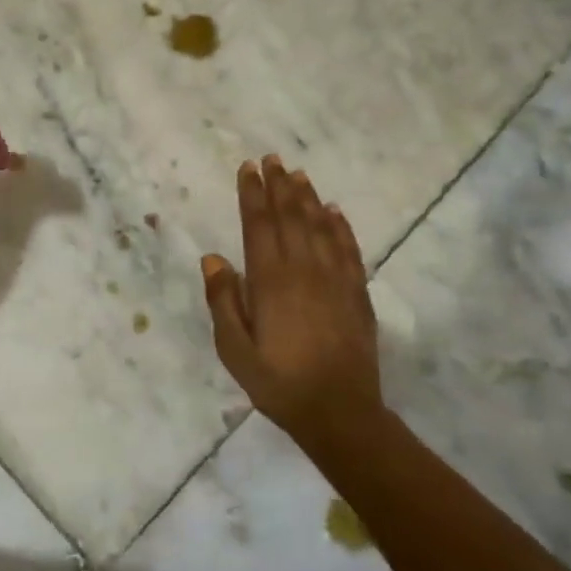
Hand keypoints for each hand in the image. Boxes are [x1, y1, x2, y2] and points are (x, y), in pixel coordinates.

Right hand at [202, 156, 384, 444]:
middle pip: (290, 217)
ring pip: (320, 227)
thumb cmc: (278, 382)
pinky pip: (348, 249)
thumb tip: (213, 258)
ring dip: (308, 198)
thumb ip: (223, 301)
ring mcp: (335, 279)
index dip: (252, 194)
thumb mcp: (234, 349)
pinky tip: (335, 212)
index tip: (248, 168)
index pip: (259, 225)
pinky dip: (340, 226)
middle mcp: (304, 270)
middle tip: (272, 159)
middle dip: (279, 186)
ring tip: (298, 174)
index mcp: (270, 281)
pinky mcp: (357, 293)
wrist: (339, 411)